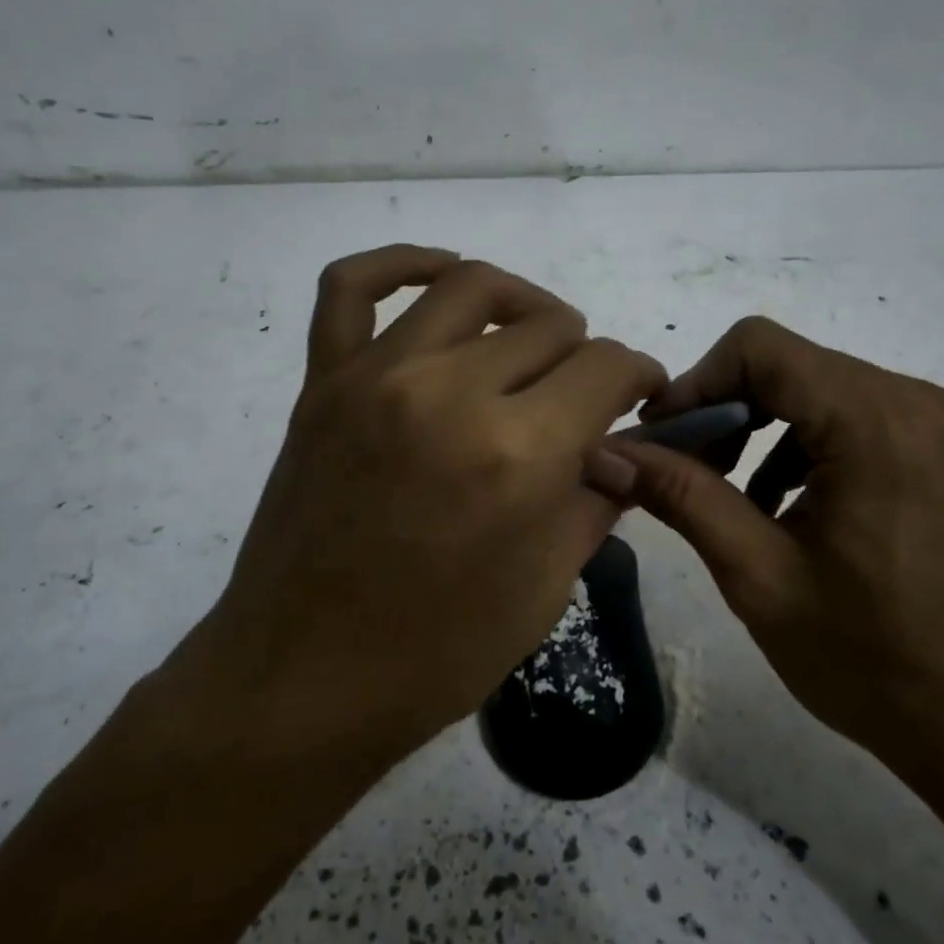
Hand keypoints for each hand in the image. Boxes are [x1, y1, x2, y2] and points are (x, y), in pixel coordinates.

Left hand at [179, 246, 664, 766]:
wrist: (302, 678)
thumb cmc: (437, 652)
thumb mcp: (547, 586)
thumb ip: (596, 497)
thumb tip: (618, 446)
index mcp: (518, 452)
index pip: (608, 366)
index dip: (639, 377)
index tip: (640, 397)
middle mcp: (451, 391)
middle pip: (550, 326)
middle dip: (585, 357)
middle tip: (581, 395)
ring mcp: (378, 376)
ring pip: (471, 285)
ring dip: (522, 303)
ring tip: (532, 336)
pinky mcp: (325, 380)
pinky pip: (352, 285)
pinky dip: (401, 264)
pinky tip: (439, 278)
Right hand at [612, 316, 943, 791]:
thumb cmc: (869, 658)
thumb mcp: (758, 574)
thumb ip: (681, 495)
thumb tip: (607, 452)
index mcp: (875, 420)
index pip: (759, 348)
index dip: (696, 383)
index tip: (660, 440)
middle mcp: (914, 399)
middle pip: (786, 364)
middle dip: (722, 410)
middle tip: (682, 472)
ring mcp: (934, 420)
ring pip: (814, 386)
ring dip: (758, 428)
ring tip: (728, 496)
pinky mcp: (939, 445)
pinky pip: (849, 413)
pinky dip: (799, 444)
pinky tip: (780, 504)